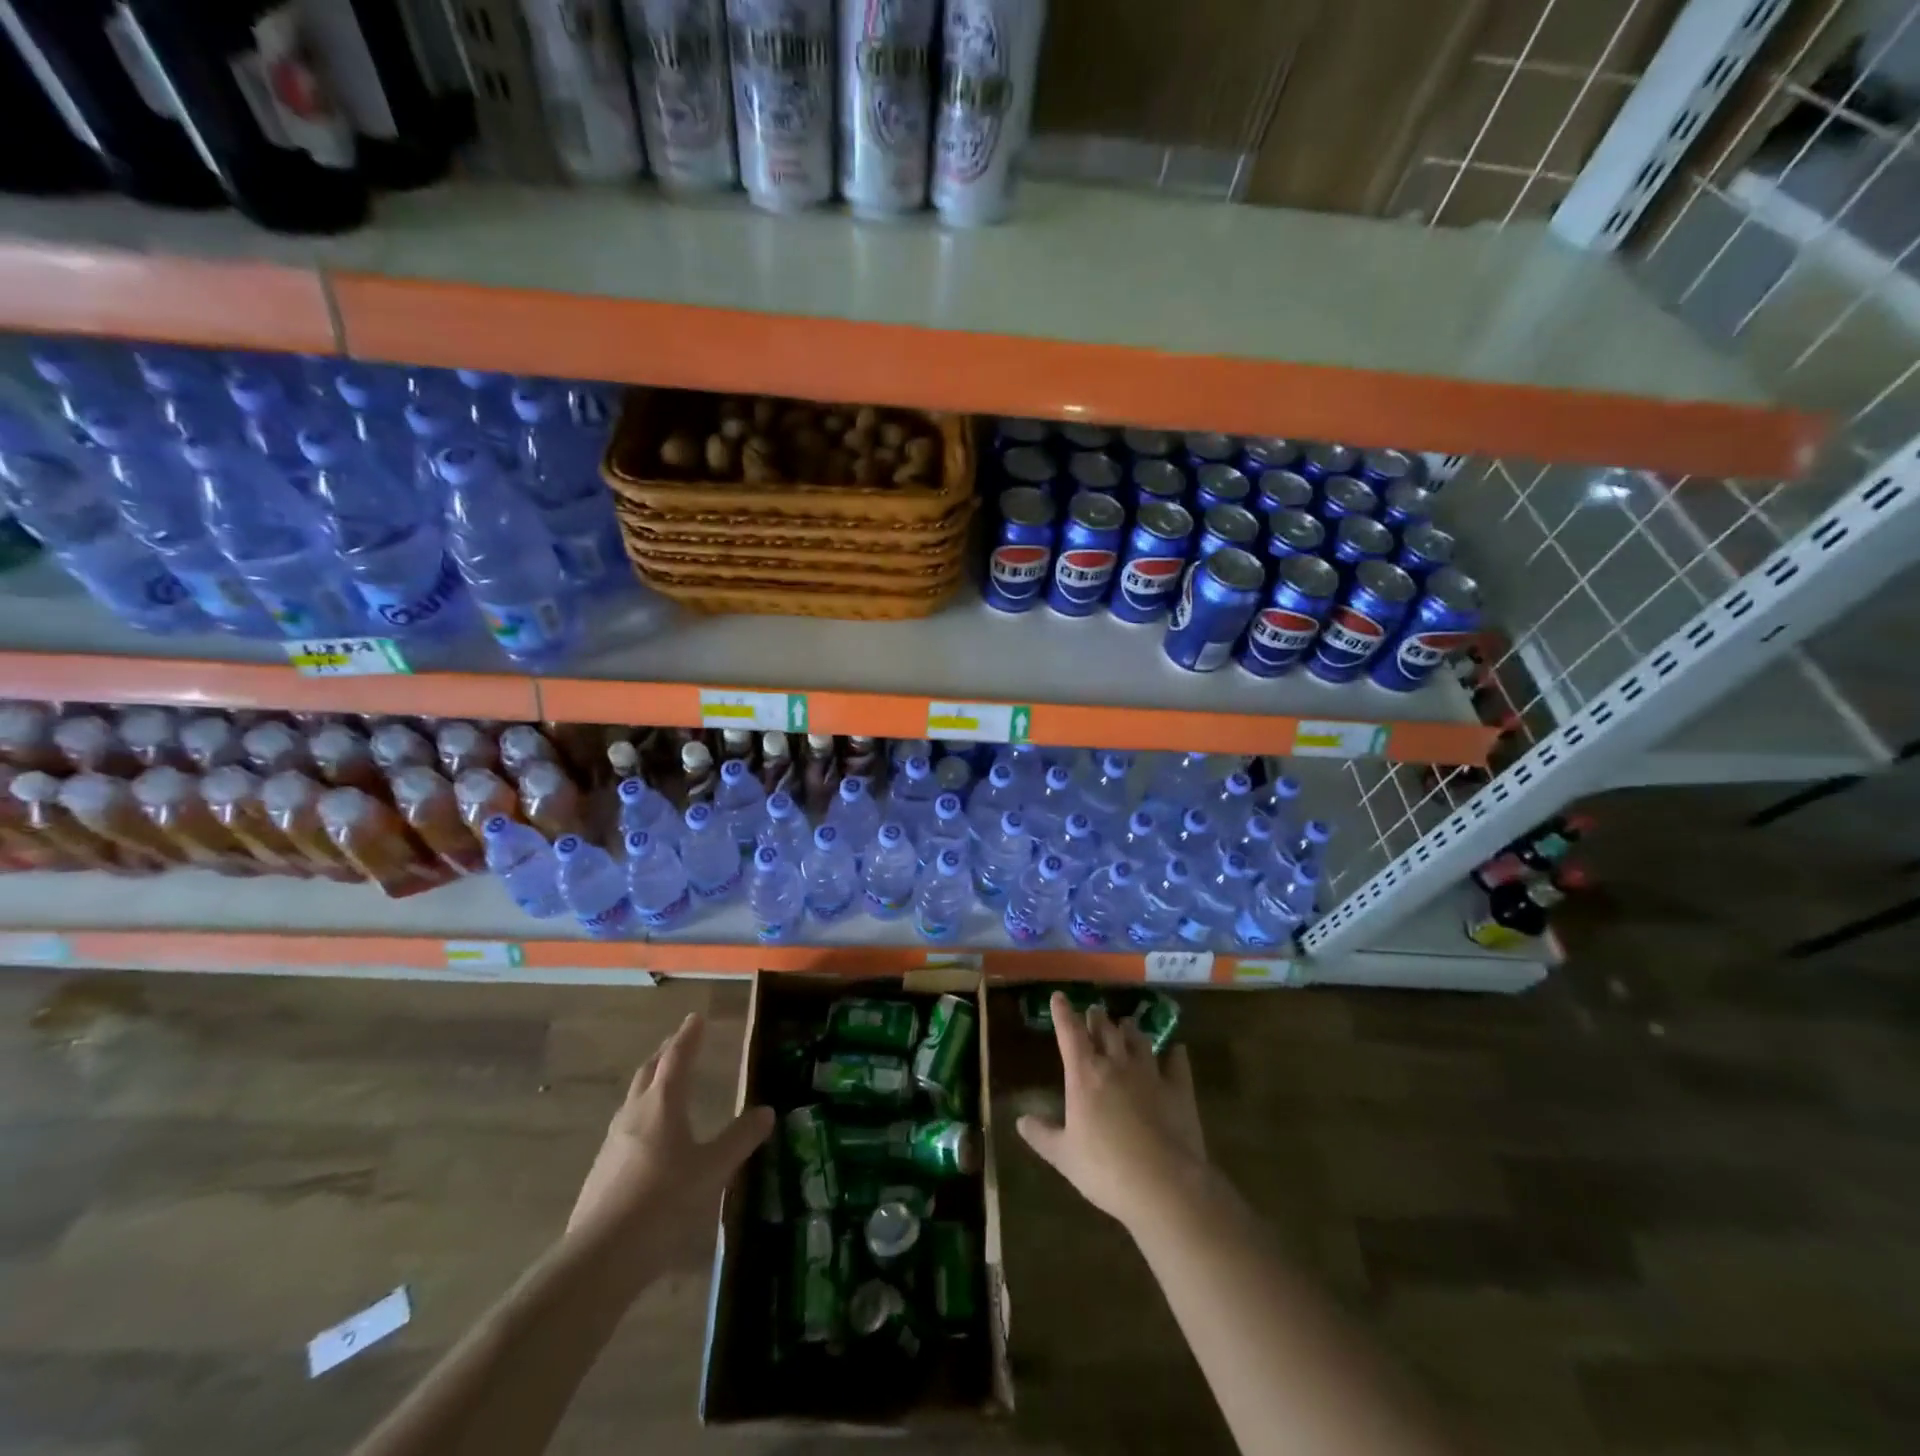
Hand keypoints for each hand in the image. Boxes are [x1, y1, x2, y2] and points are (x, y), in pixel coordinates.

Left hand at [568, 1013, 773, 1243]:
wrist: (600, 1258)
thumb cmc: (664, 1202)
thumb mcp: (713, 1170)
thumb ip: (740, 1139)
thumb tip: (767, 1111)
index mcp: (663, 1104)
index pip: (677, 1058)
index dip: (689, 1036)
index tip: (696, 1018)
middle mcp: (635, 1114)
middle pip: (650, 1072)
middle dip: (666, 1053)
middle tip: (680, 1042)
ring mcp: (613, 1143)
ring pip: (634, 1099)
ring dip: (652, 1083)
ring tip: (665, 1084)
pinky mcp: (602, 1171)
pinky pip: (627, 1128)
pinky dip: (643, 1116)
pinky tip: (650, 1138)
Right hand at [1017, 993, 1209, 1235]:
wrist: (1163, 1184)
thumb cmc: (1105, 1169)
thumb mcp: (1064, 1156)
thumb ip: (1042, 1135)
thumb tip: (1021, 1120)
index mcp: (1084, 1074)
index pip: (1070, 1033)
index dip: (1063, 1013)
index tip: (1059, 997)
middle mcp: (1116, 1064)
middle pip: (1105, 1030)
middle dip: (1097, 1018)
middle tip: (1094, 1011)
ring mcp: (1150, 1073)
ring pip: (1139, 1040)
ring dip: (1131, 1030)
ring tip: (1127, 1024)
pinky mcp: (1178, 1089)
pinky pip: (1177, 1062)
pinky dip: (1175, 1053)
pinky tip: (1176, 1049)